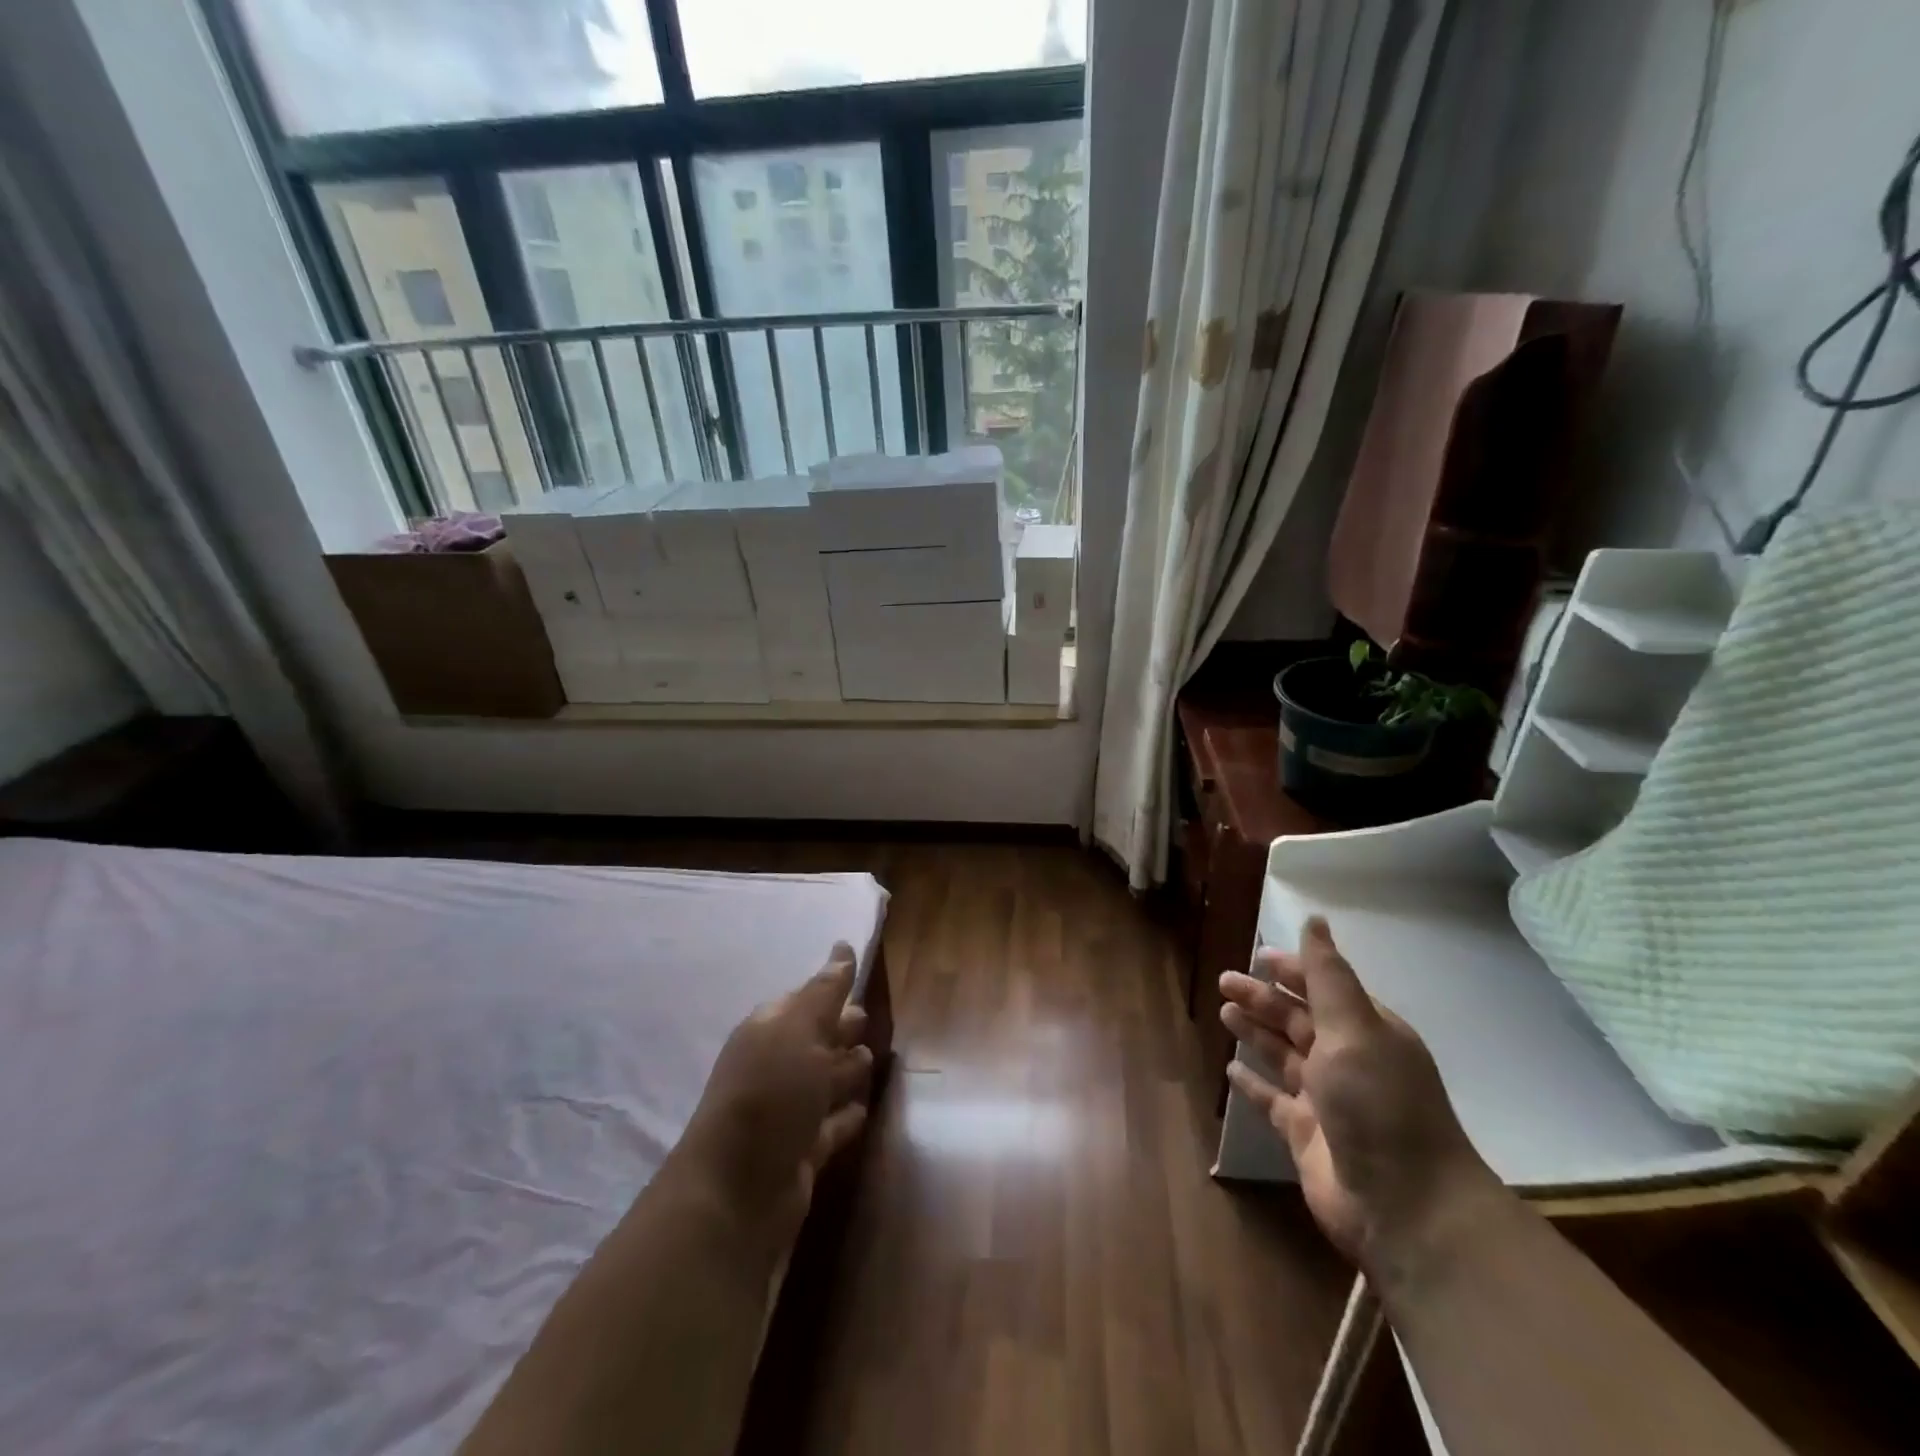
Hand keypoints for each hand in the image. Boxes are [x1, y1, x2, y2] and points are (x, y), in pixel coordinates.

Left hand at [678, 943, 874, 1245]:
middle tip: (870, 1018)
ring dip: (847, 1071)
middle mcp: (777, 1067)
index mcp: (770, 1031)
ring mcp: (788, 1113)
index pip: (806, 1000)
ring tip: (872, 1061)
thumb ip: (825, 992)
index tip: (860, 977)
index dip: (832, 990)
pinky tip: (863, 1110)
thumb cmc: (770, 1094)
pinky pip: (832, 1125)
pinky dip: (846, 1116)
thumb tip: (843, 947)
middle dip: (841, 1028)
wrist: (738, 1192)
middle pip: (818, 1039)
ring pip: (826, 1082)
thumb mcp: (799, 1030)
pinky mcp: (803, 1152)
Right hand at [1219, 918, 1498, 1273]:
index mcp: (1366, 1032)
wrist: (1406, 1208)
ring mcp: (1327, 1100)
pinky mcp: (1307, 1136)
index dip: (1292, 970)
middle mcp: (1347, 1061)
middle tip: (1224, 982)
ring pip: (1283, 1055)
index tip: (1258, 954)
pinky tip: (1231, 1072)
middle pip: (1297, 1020)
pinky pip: (1273, 1101)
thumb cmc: (1378, 1105)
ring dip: (1256, 1033)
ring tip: (1224, 1014)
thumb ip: (1328, 976)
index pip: (1323, 988)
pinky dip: (1253, 1085)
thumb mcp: (1354, 1029)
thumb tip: (1315, 920)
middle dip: (1263, 999)